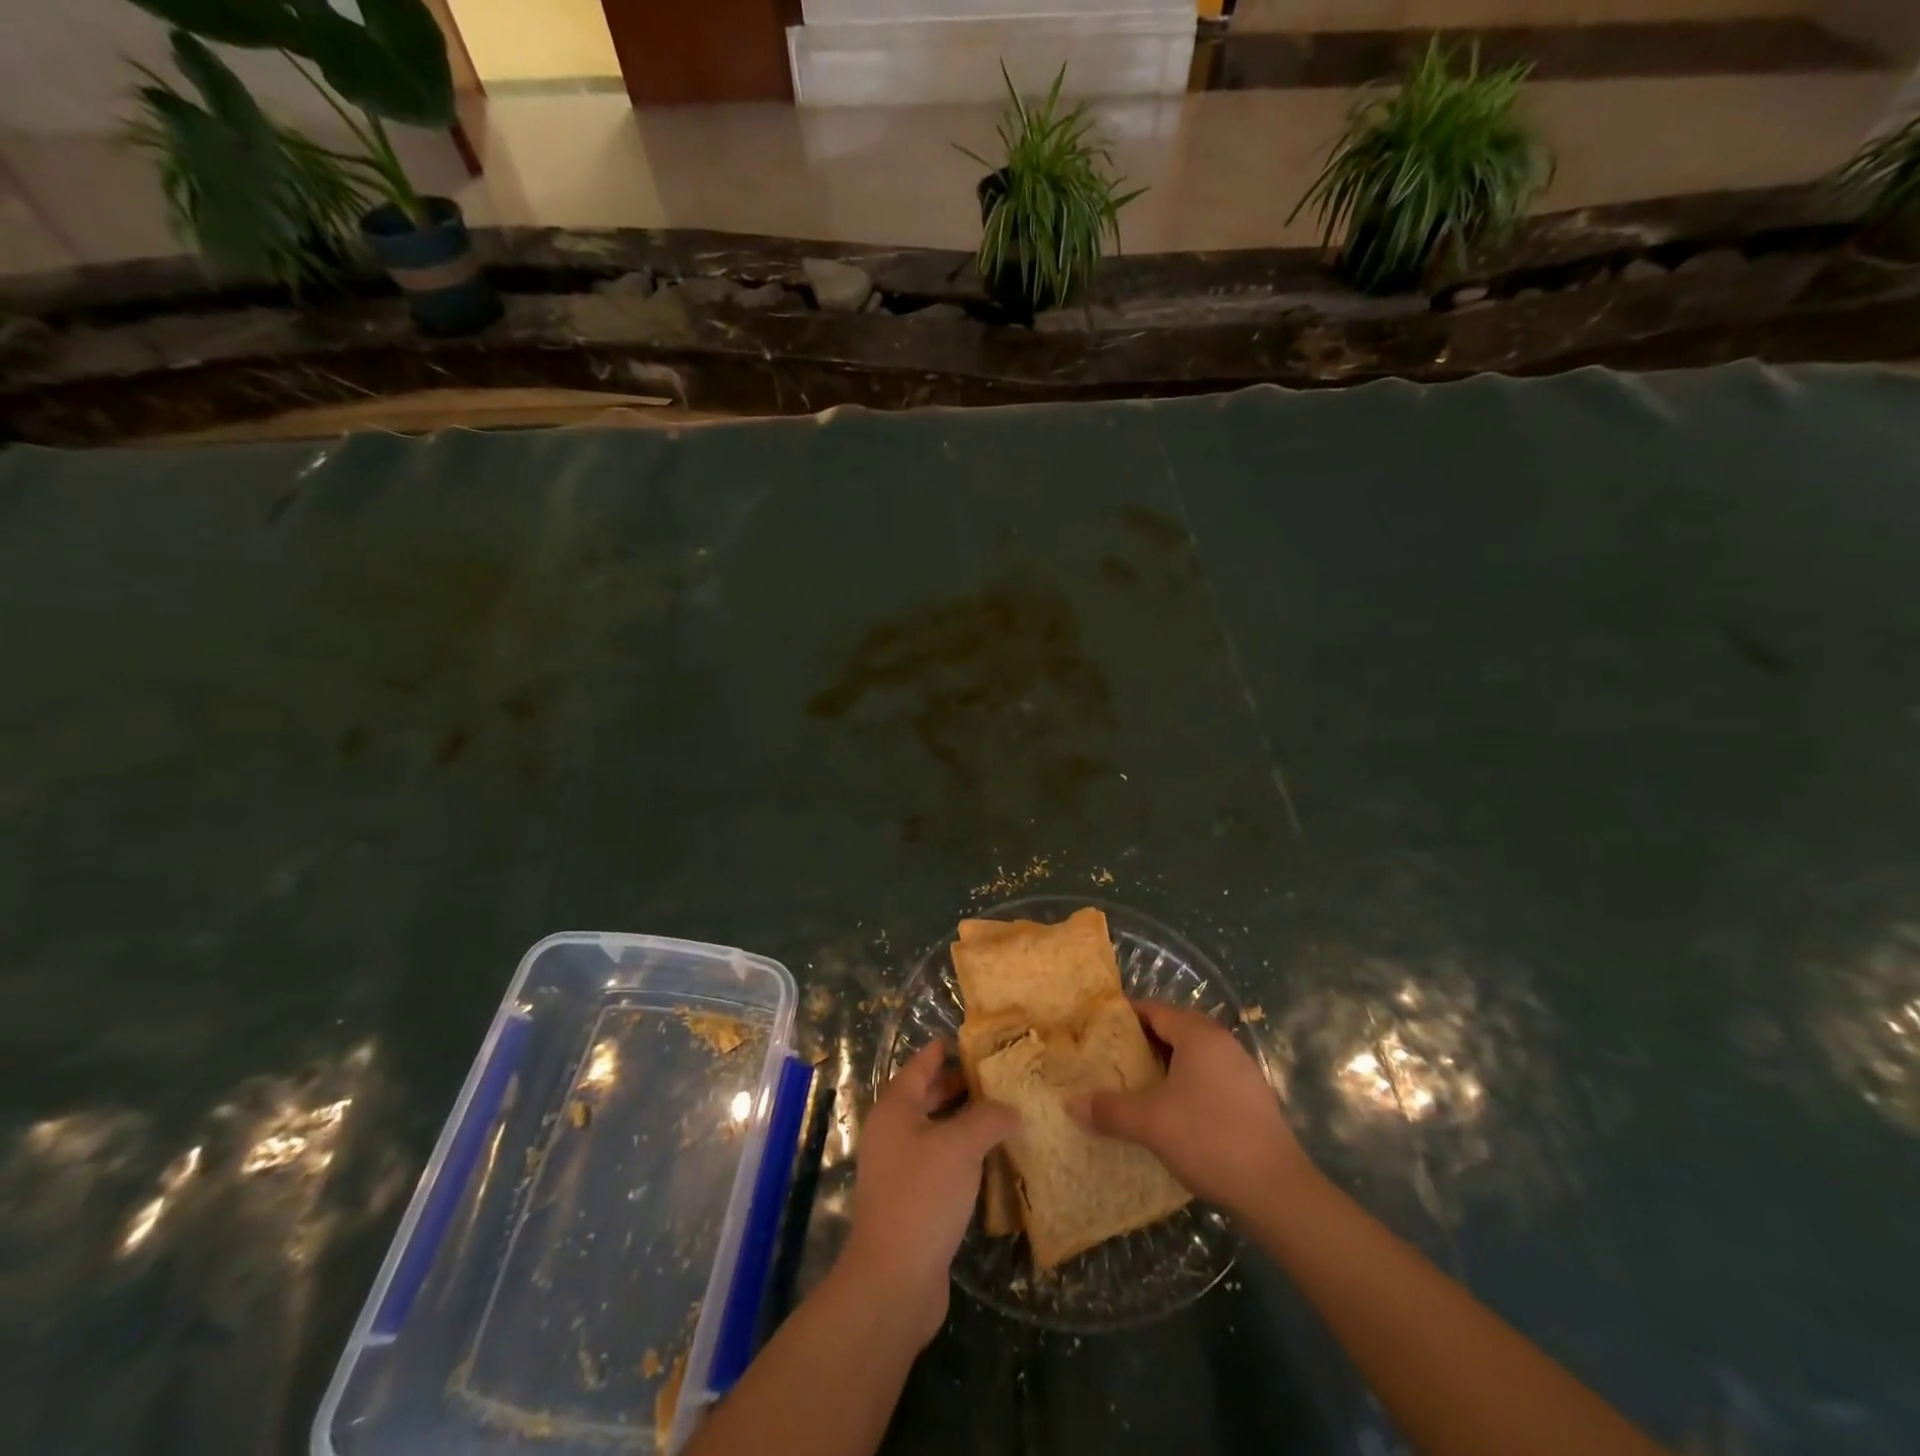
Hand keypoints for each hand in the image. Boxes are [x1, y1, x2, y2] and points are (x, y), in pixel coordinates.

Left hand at [839, 1041, 1016, 1347]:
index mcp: (895, 1109)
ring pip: (935, 1133)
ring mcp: (899, 1170)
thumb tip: (1011, 1109)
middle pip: (926, 1098)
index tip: (969, 1040)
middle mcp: (892, 1134)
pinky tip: (992, 1161)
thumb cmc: (923, 1195)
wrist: (894, 1280)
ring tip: (1003, 1114)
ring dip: (964, 1123)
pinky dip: (963, 1157)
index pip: (919, 1066)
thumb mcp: (961, 1145)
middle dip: (958, 1086)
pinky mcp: (911, 1203)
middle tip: (997, 1077)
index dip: (941, 1050)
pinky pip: (940, 1165)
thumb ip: (988, 1118)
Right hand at [1069, 999, 1307, 1217]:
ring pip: (1193, 1056)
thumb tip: (1070, 1103)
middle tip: (1110, 1057)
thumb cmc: (1209, 1138)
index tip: (1097, 1027)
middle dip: (1142, 1041)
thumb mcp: (1150, 1123)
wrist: (1277, 1191)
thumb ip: (1109, 1109)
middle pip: (1175, 1029)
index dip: (1125, 1015)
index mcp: (1199, 1035)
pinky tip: (1169, 1111)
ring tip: (1134, 1084)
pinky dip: (1185, 1085)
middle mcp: (1222, 1043)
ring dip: (1164, 1065)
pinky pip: (1208, 1078)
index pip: (1155, 1010)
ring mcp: (1241, 1071)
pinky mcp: (1251, 1100)